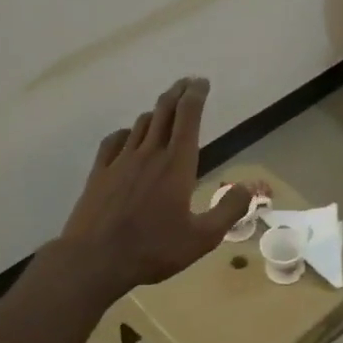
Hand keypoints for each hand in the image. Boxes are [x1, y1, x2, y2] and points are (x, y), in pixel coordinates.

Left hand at [57, 77, 251, 295]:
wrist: (94, 260)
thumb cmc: (153, 249)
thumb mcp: (202, 238)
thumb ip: (228, 211)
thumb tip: (248, 188)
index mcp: (177, 165)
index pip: (188, 118)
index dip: (196, 96)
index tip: (202, 82)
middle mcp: (149, 154)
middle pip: (164, 112)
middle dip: (178, 93)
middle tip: (187, 82)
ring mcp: (121, 161)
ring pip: (141, 124)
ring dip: (156, 112)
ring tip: (165, 109)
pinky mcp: (100, 173)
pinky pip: (115, 141)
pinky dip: (127, 132)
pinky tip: (129, 136)